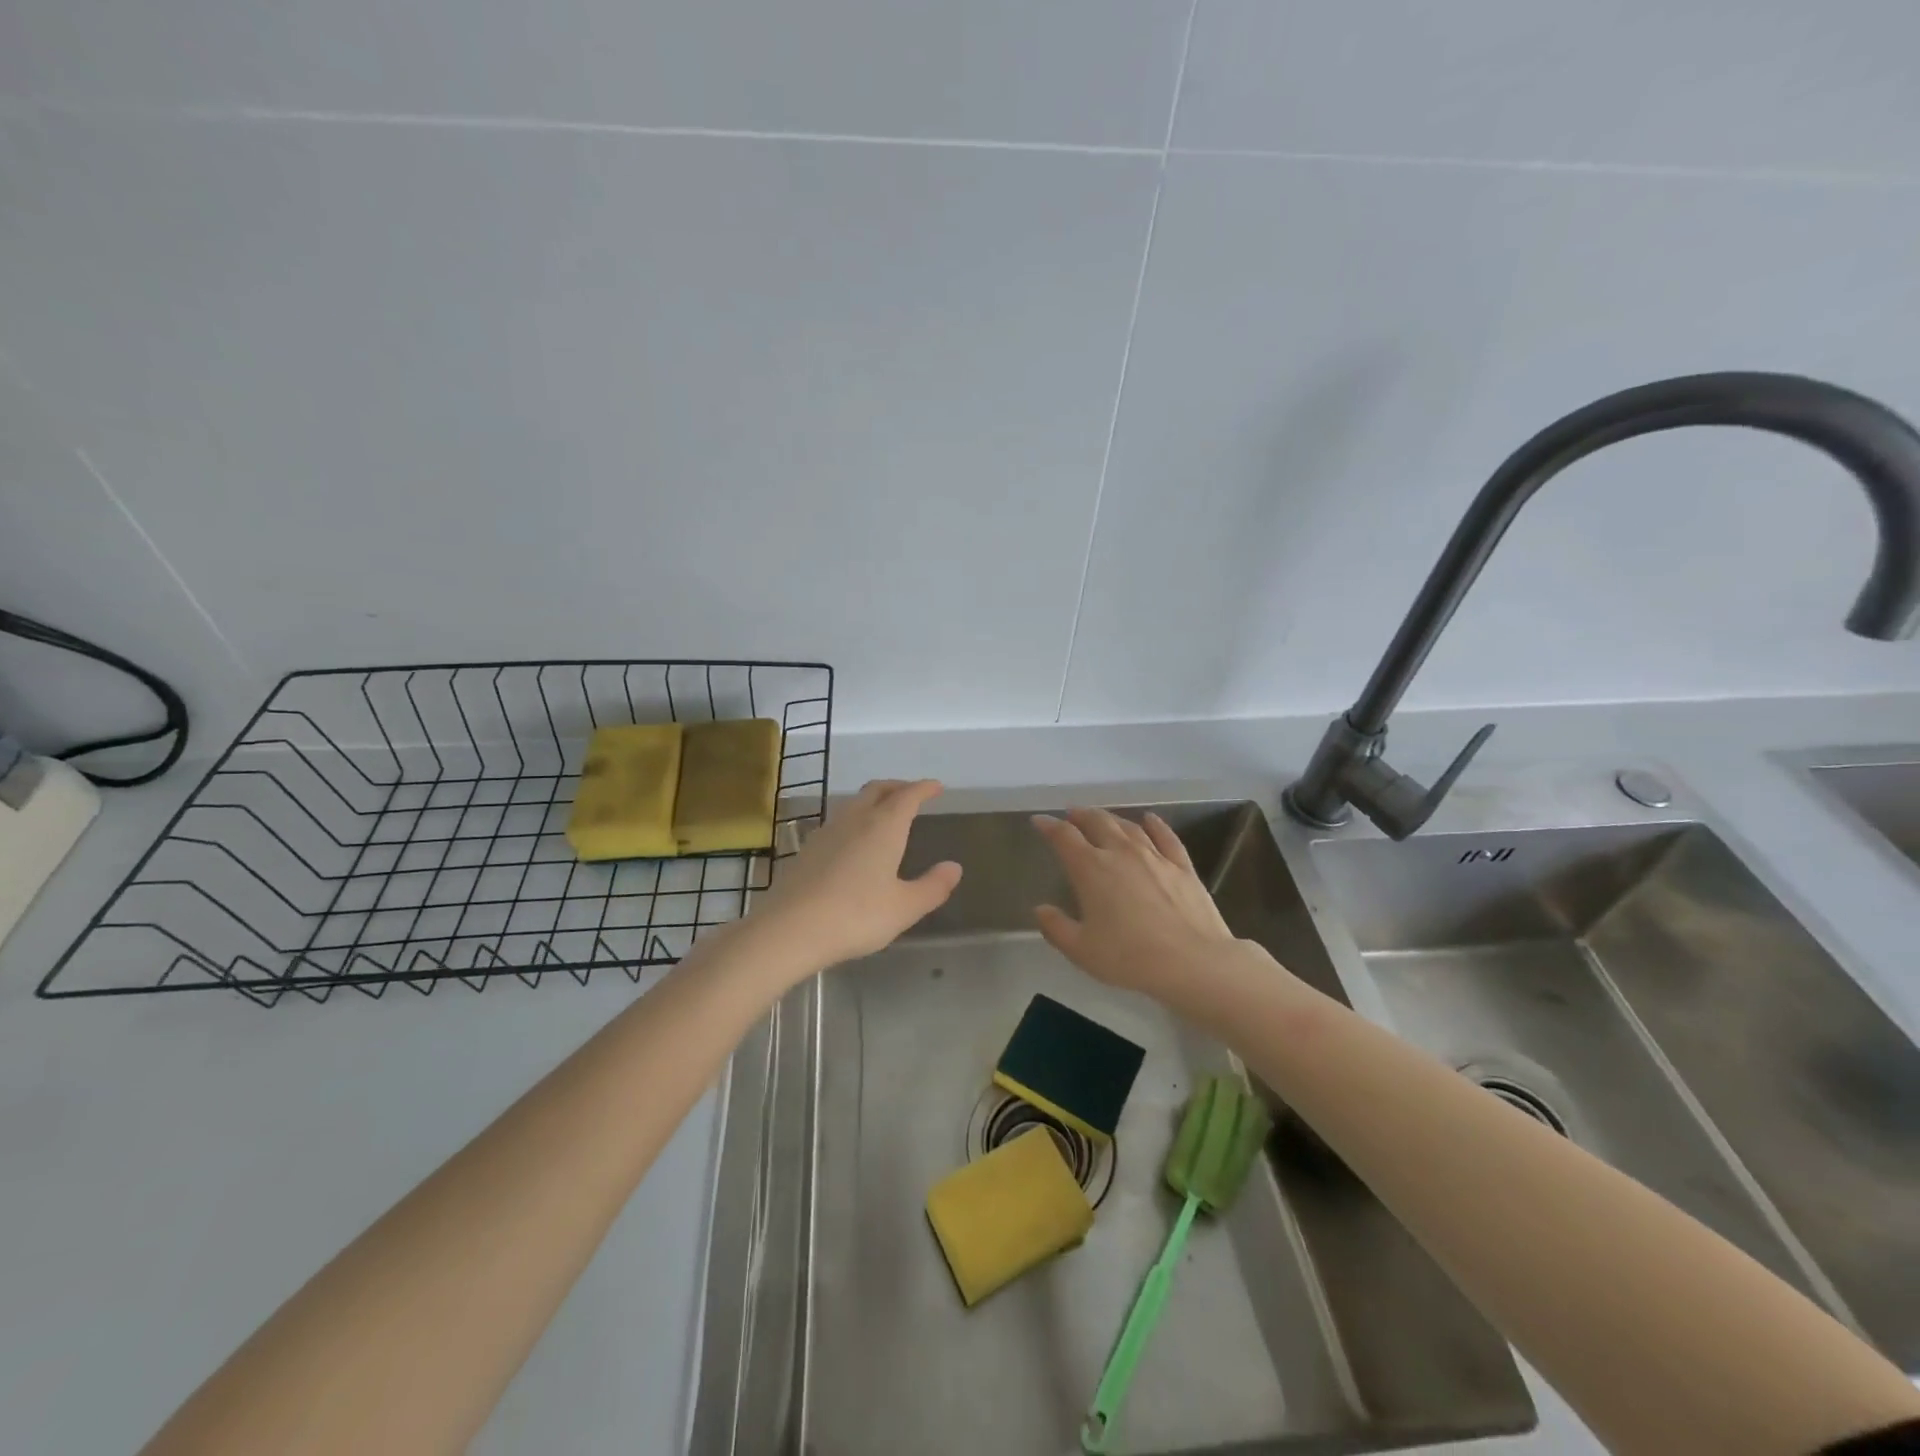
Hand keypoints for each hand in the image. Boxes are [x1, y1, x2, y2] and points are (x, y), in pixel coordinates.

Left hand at [750, 779, 961, 974]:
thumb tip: (954, 867)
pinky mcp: (807, 849)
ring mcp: (826, 832)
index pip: (908, 795)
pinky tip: (854, 842)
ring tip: (885, 815)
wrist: (789, 929)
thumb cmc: (856, 915)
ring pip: (854, 803)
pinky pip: (838, 822)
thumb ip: (932, 886)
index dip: (924, 788)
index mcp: (884, 826)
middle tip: (912, 794)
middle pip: (877, 789)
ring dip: (873, 801)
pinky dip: (855, 820)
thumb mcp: (904, 907)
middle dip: (897, 787)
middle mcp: (855, 819)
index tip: (937, 787)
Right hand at [1031, 808, 1237, 1002]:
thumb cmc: (1129, 957)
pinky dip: (1156, 825)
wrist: (1192, 962)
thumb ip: (1056, 928)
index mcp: (1091, 869)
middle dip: (1080, 815)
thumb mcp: (1082, 950)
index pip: (1064, 837)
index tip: (1039, 821)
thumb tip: (1041, 910)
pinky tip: (1150, 819)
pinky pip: (1166, 837)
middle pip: (1097, 822)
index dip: (1049, 826)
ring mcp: (1155, 856)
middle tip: (1071, 814)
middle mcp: (1121, 853)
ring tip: (1103, 817)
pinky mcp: (1182, 866)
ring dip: (1112, 818)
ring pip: (1129, 826)